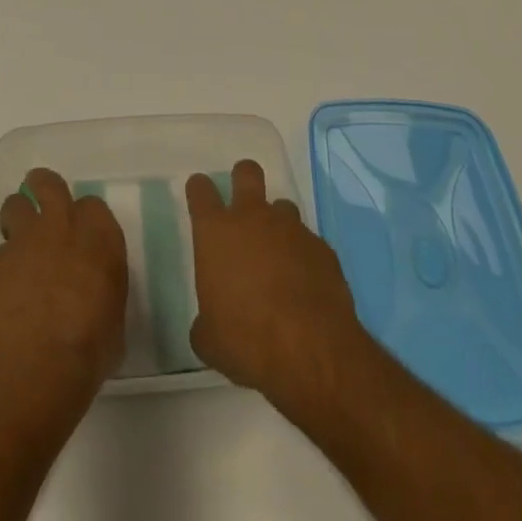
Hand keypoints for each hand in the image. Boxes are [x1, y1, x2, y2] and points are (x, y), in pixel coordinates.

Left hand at [0, 167, 127, 397]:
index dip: (85, 219)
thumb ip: (102, 289)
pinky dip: (2, 267)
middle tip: (42, 209)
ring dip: (16, 220)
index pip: (93, 206)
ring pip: (14, 205)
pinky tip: (5, 292)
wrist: (39, 362)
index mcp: (99, 235)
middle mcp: (62, 225)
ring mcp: (25, 239)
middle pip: (48, 183)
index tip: (81, 235)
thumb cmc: (90, 347)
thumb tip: (94, 294)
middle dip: (42, 189)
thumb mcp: (113, 317)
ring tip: (19, 246)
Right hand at [187, 159, 365, 405]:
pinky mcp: (321, 248)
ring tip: (278, 256)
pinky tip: (304, 285)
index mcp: (216, 232)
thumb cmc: (246, 339)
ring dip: (277, 224)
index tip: (200, 196)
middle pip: (246, 172)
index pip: (201, 190)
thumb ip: (205, 320)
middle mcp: (252, 217)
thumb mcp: (209, 339)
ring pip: (282, 206)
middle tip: (242, 204)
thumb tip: (209, 323)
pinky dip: (303, 256)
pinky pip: (308, 242)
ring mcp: (291, 228)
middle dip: (243, 179)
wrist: (310, 349)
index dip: (199, 190)